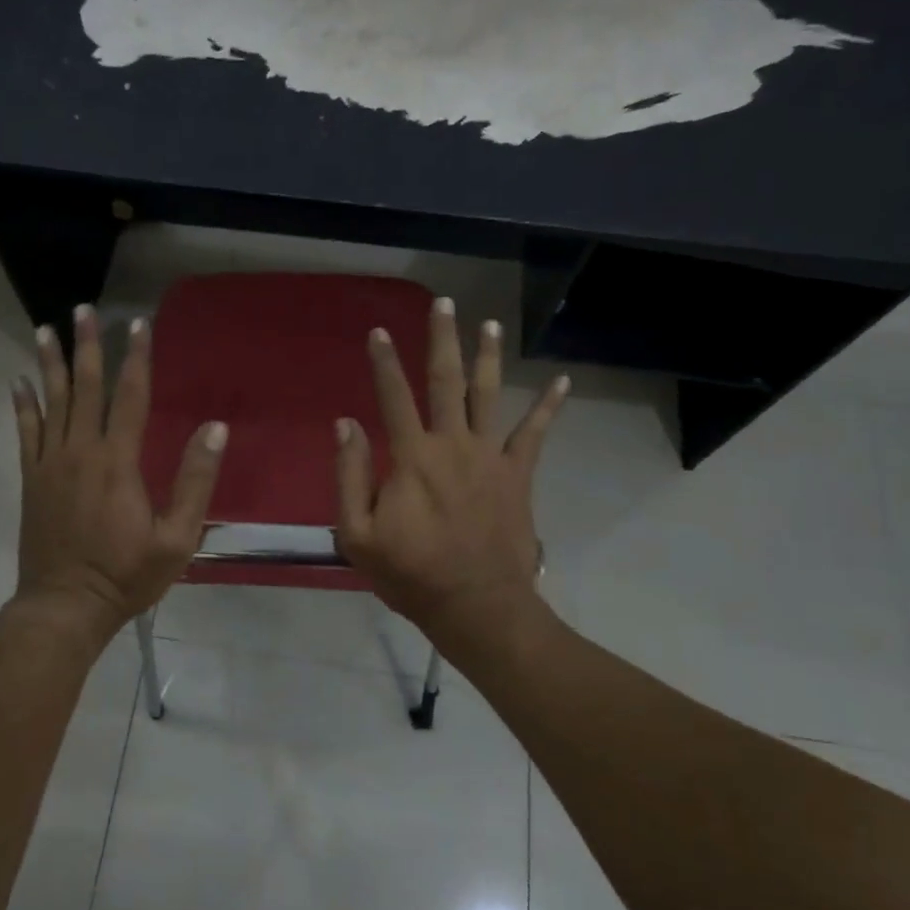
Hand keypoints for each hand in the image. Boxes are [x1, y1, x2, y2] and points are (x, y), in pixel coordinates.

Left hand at [10, 305, 227, 644]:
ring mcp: (50, 465)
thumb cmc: (127, 575)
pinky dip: (23, 405)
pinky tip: (18, 381)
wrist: (65, 607)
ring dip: (50, 364)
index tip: (138, 325)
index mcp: (118, 462)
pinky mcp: (32, 481)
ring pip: (51, 403)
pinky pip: (26, 433)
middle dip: (86, 346)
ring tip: (46, 328)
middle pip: (85, 388)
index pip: (130, 397)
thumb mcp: (177, 537)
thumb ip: (195, 481)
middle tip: (83, 309)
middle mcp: (80, 452)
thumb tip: (214, 429)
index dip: (136, 358)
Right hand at [334, 297, 567, 653]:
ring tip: (490, 324)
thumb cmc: (411, 574)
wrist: (476, 606)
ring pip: (488, 395)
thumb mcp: (358, 534)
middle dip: (442, 339)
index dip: (384, 362)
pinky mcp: (517, 475)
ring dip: (488, 357)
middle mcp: (452, 444)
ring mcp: (490, 457)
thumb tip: (346, 424)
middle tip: (444, 303)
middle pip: (446, 381)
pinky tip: (563, 381)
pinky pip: (535, 434)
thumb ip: (350, 476)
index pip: (393, 396)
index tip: (378, 331)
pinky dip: (549, 406)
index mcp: (412, 457)